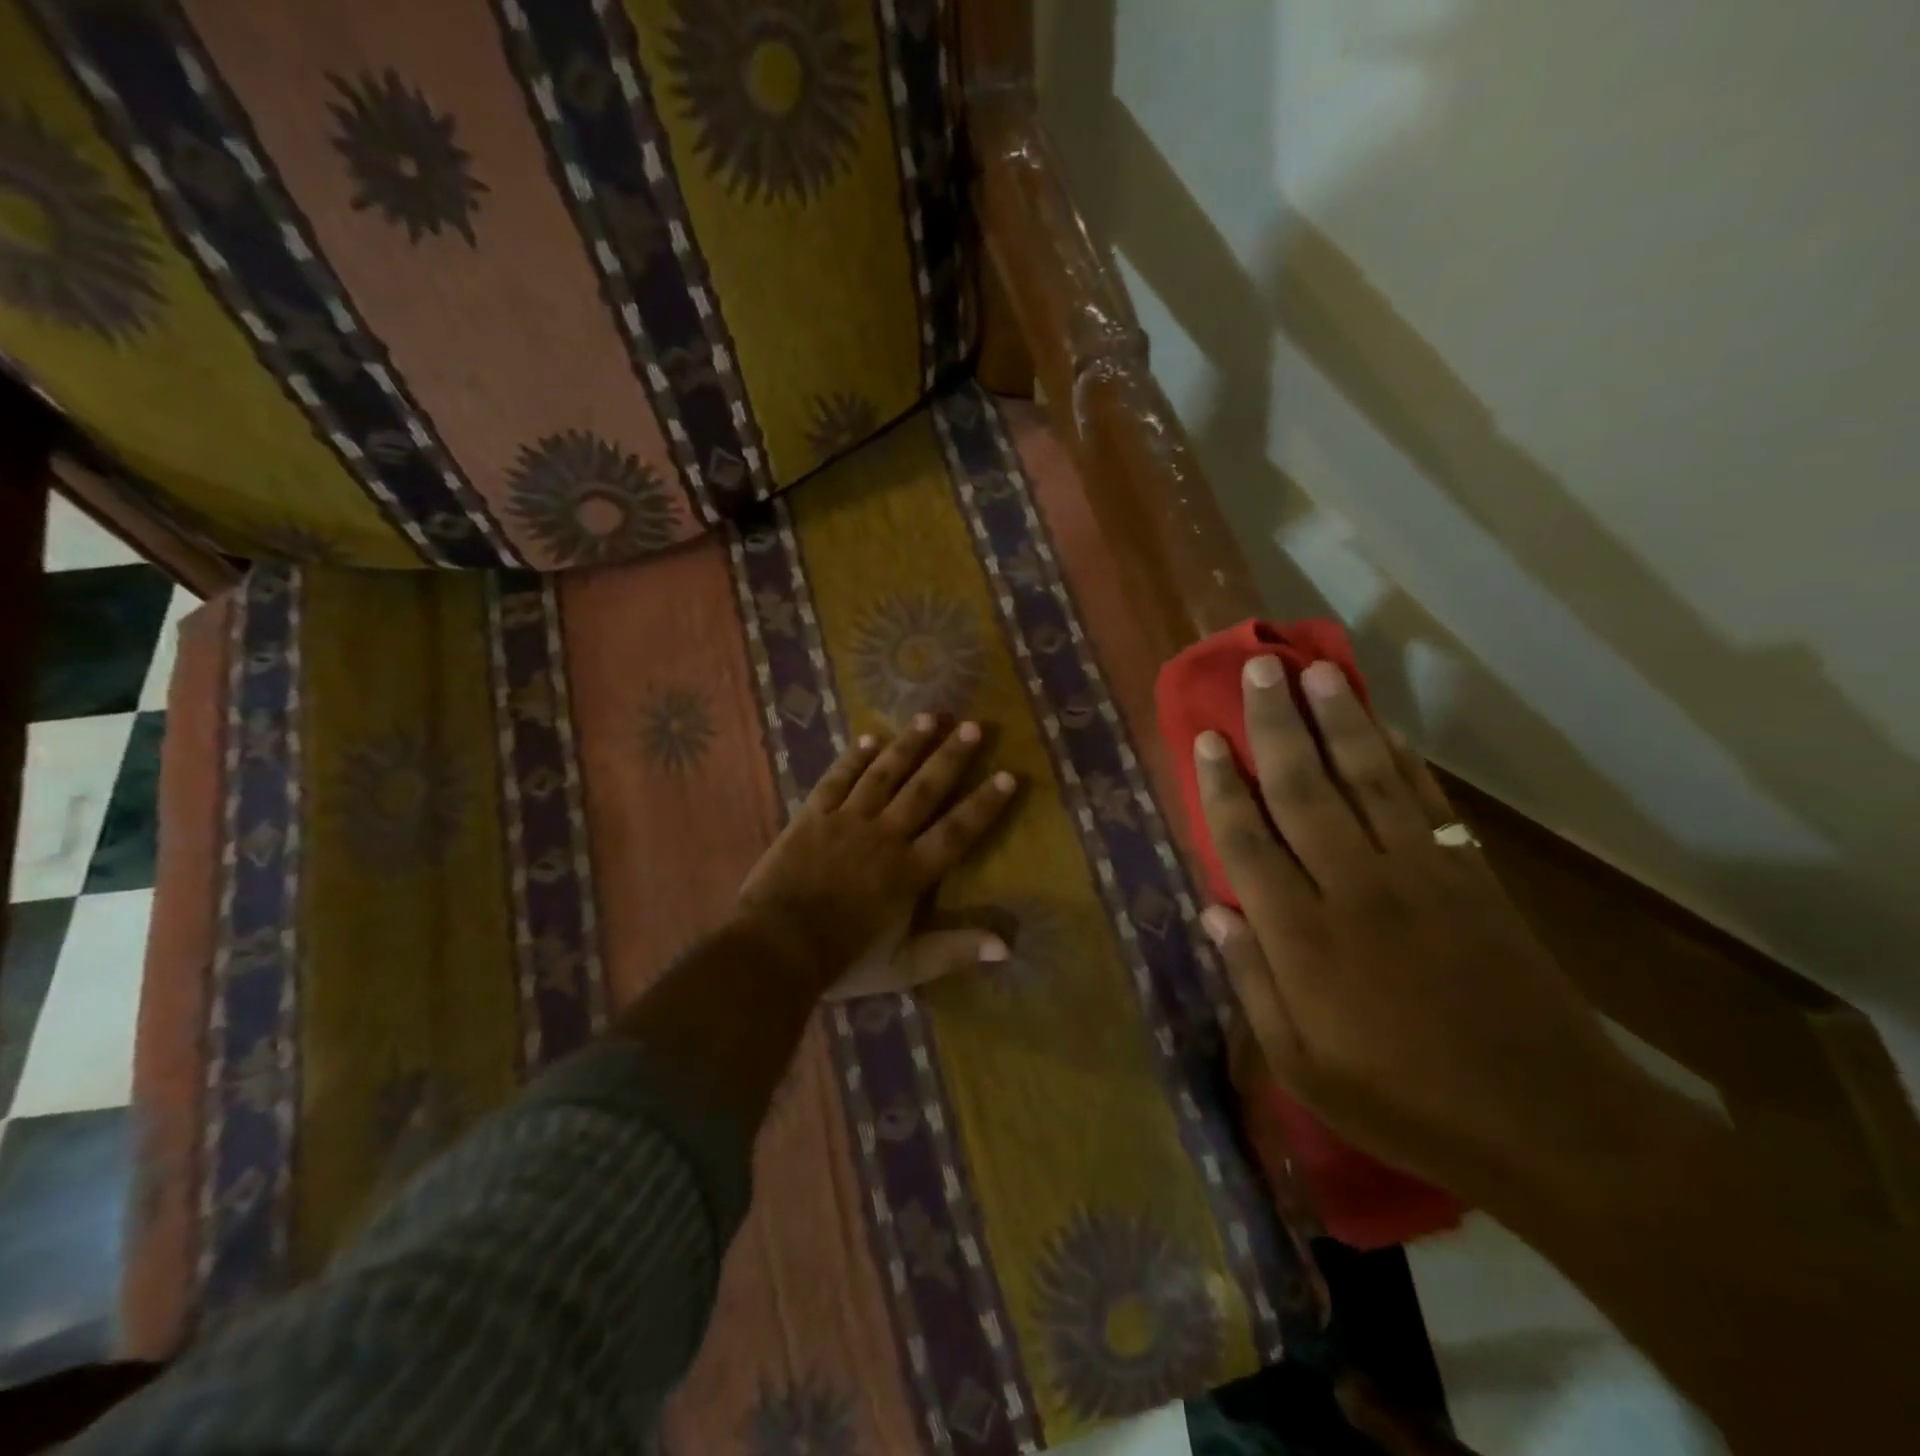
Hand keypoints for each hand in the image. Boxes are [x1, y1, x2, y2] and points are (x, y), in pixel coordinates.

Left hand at [737, 715, 1018, 1000]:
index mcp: (910, 871)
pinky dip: (853, 758)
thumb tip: (1007, 947)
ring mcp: (846, 821)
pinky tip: (869, 738)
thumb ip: (954, 951)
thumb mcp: (905, 965)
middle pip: (925, 789)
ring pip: (884, 774)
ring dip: (909, 744)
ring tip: (931, 717)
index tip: (1009, 775)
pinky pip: (837, 779)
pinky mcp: (812, 816)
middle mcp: (885, 836)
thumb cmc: (844, 960)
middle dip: (952, 757)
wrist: (775, 948)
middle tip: (974, 726)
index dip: (985, 804)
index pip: (957, 831)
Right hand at [1196, 656, 1674, 1205]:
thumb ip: (1251, 981)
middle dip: (1275, 725)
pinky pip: (1426, 803)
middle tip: (1258, 669)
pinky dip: (1405, 759)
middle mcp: (1352, 888)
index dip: (1223, 786)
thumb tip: (1213, 910)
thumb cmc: (1402, 1099)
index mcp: (1302, 937)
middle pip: (1303, 790)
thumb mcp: (1301, 1065)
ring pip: (1366, 779)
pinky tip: (1386, 727)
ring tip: (1317, 672)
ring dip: (1339, 722)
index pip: (1247, 841)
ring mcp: (1416, 876)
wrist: (1547, 1124)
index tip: (1208, 738)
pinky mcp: (1468, 877)